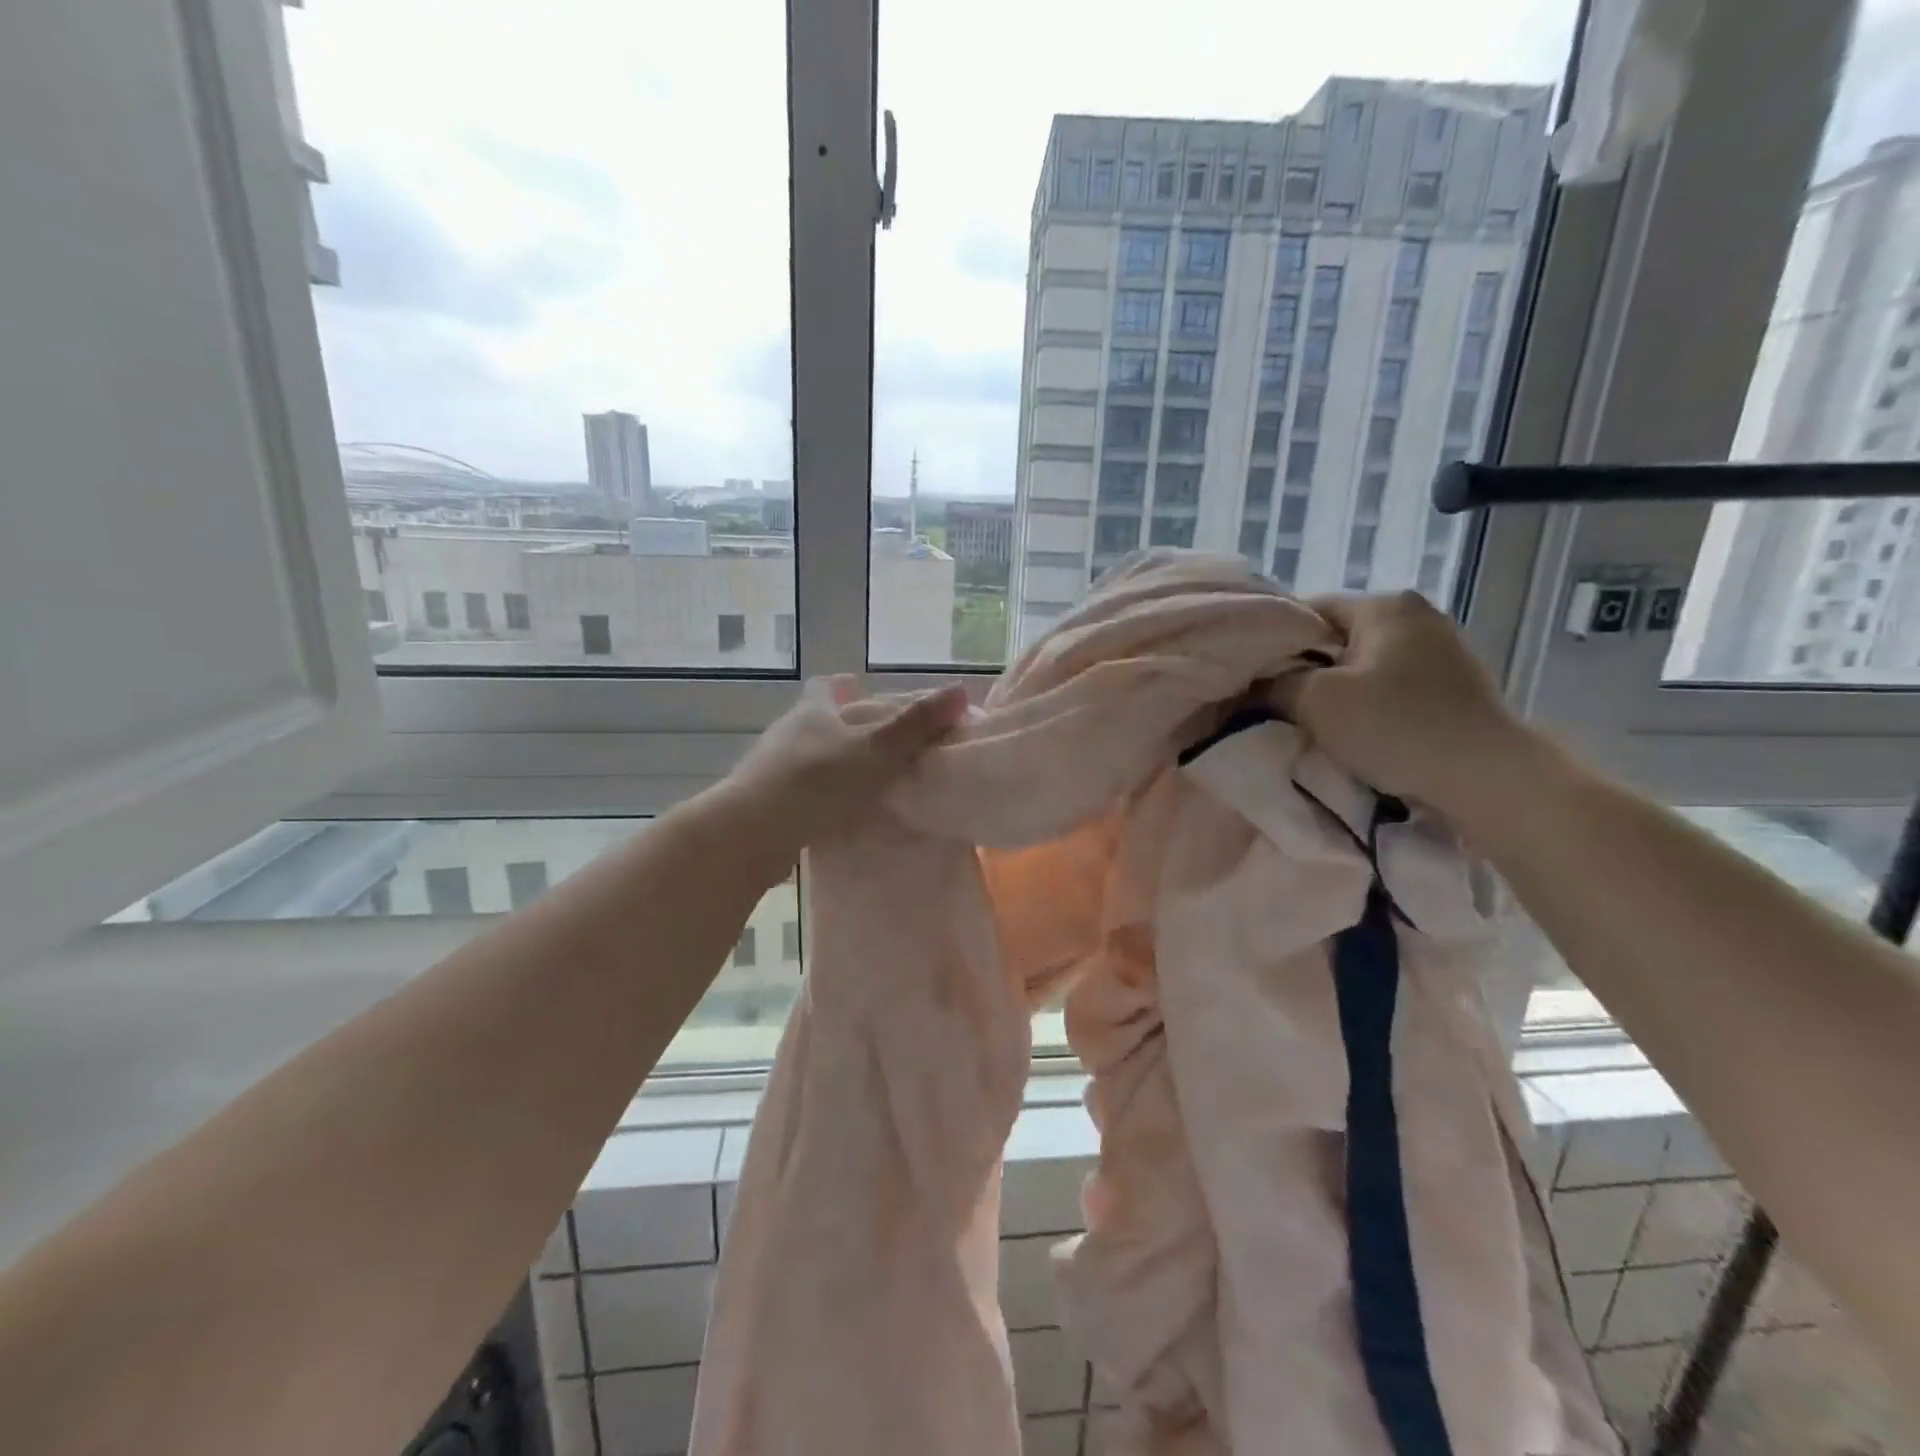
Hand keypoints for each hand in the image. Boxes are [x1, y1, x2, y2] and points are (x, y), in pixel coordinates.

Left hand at [718, 678, 969, 875]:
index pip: (826, 686)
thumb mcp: (878, 750)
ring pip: (808, 758)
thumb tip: (960, 689)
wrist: (754, 832)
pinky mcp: (764, 804)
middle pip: (818, 722)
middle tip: (880, 747)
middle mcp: (788, 733)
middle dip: (845, 730)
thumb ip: (918, 724)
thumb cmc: (820, 780)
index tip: (863, 692)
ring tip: (865, 784)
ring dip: (833, 767)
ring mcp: (770, 769)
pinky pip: (800, 792)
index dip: (844, 686)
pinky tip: (839, 815)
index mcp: (813, 712)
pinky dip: (820, 798)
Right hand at [1269, 592, 1535, 813]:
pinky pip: (1391, 684)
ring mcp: (1442, 649)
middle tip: (1274, 700)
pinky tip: (1354, 728)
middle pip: (1337, 636)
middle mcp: (1417, 615)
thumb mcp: (1316, 702)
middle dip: (1304, 667)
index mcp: (1385, 605)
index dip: (1273, 640)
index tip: (1252, 674)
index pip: (1308, 610)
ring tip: (1310, 718)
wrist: (1486, 777)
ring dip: (1336, 688)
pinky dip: (1367, 702)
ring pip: (1364, 663)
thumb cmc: (1395, 726)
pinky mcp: (1454, 684)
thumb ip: (1274, 684)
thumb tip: (1252, 684)